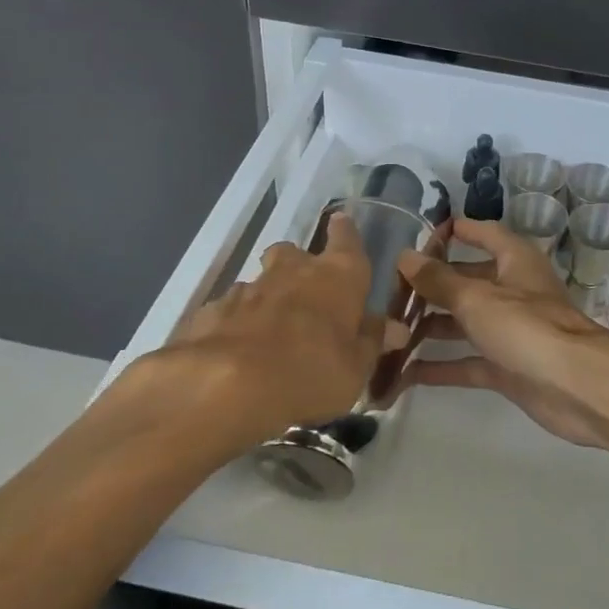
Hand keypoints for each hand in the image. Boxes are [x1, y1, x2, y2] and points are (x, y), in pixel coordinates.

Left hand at [163, 216, 381, 442]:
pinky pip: (231, 310)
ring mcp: (248, 288)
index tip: (341, 222)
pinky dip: (238, 323)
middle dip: (299, 265)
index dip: (345, 233)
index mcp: (338, 277)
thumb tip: (395, 327)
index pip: (346, 241)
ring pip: (261, 281)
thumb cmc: (312, 372)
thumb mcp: (355, 369)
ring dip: (268, 297)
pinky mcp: (213, 311)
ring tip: (271, 331)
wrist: (229, 386)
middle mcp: (293, 271)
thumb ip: (371, 343)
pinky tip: (238, 350)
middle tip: (305, 290)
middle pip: (294, 253)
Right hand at [398, 218, 608, 450]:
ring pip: (467, 323)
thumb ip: (439, 280)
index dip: (459, 231)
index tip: (422, 233)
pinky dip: (442, 366)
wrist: (575, 387)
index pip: (485, 234)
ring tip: (390, 330)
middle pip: (470, 280)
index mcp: (515, 261)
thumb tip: (406, 256)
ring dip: (432, 327)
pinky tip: (405, 372)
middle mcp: (514, 291)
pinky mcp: (508, 367)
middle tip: (392, 289)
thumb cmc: (526, 326)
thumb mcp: (476, 298)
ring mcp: (512, 331)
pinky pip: (469, 361)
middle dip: (435, 285)